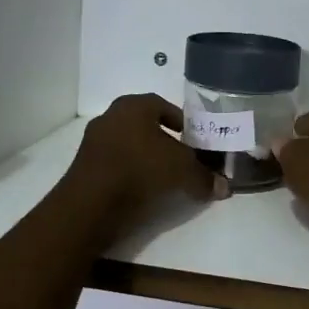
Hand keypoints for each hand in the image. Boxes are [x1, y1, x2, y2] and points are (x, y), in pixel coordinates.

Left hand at [67, 94, 228, 229]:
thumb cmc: (142, 170)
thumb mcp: (184, 172)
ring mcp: (93, 141)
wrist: (92, 203)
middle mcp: (110, 116)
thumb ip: (205, 178)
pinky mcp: (83, 166)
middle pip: (144, 125)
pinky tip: (142, 190)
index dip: (181, 120)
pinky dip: (129, 172)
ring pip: (128, 144)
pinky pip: (114, 163)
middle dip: (163, 140)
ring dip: (145, 157)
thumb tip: (224, 187)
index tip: (193, 138)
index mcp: (134, 106)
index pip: (162, 105)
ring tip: (163, 178)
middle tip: (181, 158)